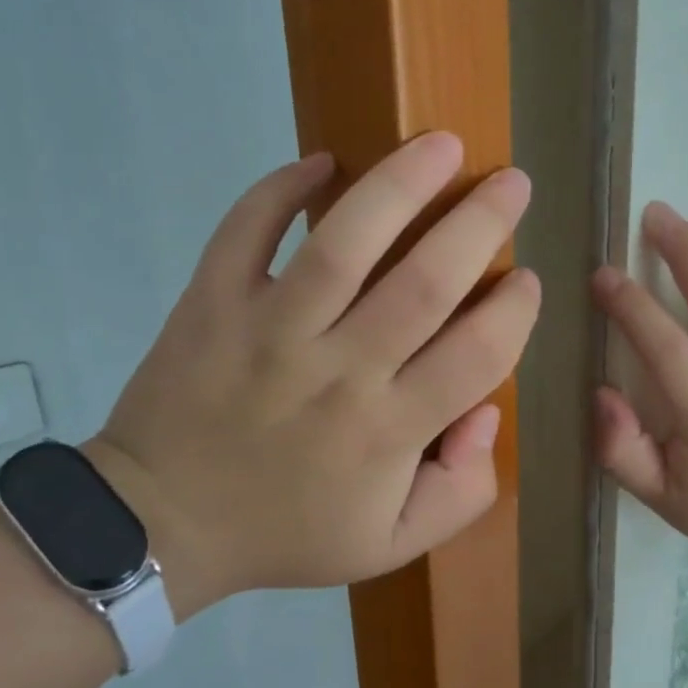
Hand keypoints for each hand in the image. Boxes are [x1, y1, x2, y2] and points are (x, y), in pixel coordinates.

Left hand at [89, 132, 539, 613]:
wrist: (161, 526)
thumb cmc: (287, 531)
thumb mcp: (392, 543)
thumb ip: (461, 490)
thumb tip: (485, 412)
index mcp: (388, 431)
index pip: (478, 354)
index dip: (515, 310)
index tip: (527, 279)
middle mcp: (338, 371)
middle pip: (425, 283)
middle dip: (481, 223)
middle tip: (512, 183)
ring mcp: (268, 330)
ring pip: (342, 243)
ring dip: (399, 184)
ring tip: (440, 144)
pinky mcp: (211, 303)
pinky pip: (245, 232)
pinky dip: (279, 189)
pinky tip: (321, 162)